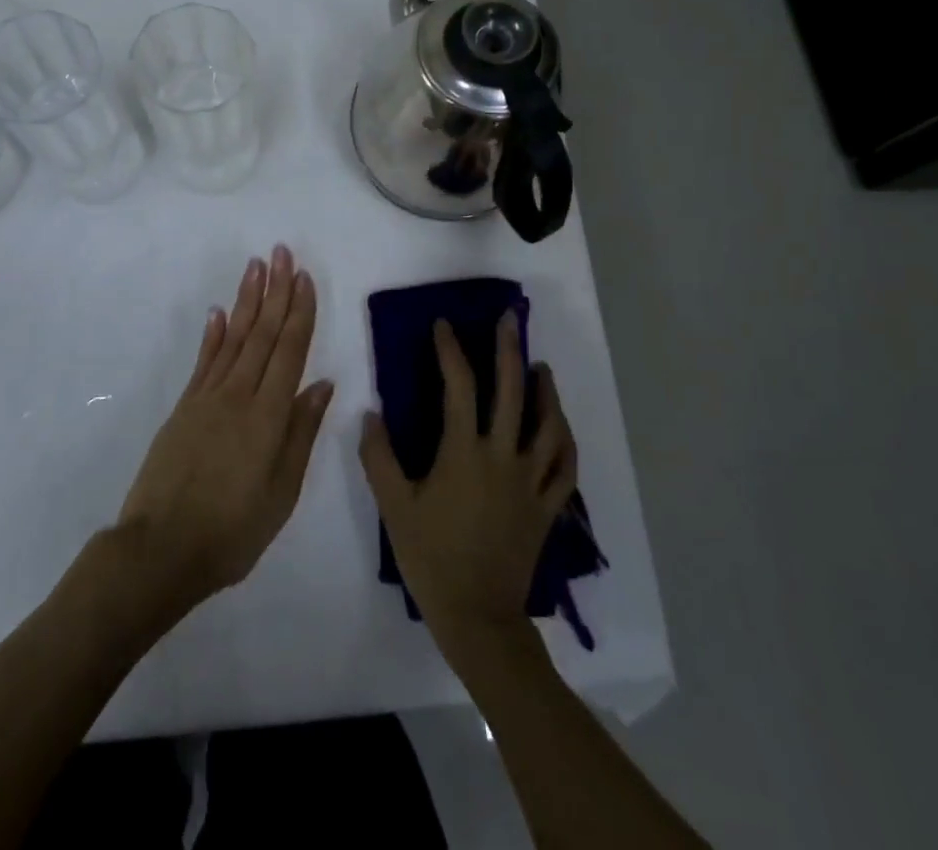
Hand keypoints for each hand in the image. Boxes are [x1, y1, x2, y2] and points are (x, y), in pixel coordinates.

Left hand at [117, 245, 332, 615]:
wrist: (160, 550)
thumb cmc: (232, 531)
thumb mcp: (281, 493)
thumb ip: (301, 434)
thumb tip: (322, 384)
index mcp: (268, 415)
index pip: (289, 350)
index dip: (299, 311)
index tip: (304, 276)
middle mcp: (238, 395)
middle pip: (262, 333)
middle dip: (275, 290)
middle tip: (281, 252)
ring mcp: (207, 398)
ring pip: (233, 337)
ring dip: (246, 299)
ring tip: (255, 266)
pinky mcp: (184, 408)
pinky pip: (204, 361)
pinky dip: (214, 333)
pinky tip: (218, 311)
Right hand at [359, 312, 577, 662]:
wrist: (478, 618)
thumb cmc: (432, 559)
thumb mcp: (395, 507)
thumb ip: (379, 458)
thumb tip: (372, 414)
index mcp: (464, 452)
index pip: (459, 386)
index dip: (451, 350)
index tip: (444, 325)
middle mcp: (503, 456)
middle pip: (512, 392)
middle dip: (509, 350)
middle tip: (509, 320)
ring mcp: (530, 481)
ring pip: (549, 425)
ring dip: (546, 391)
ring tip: (541, 368)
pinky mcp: (547, 507)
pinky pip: (565, 466)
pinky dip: (565, 441)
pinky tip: (560, 427)